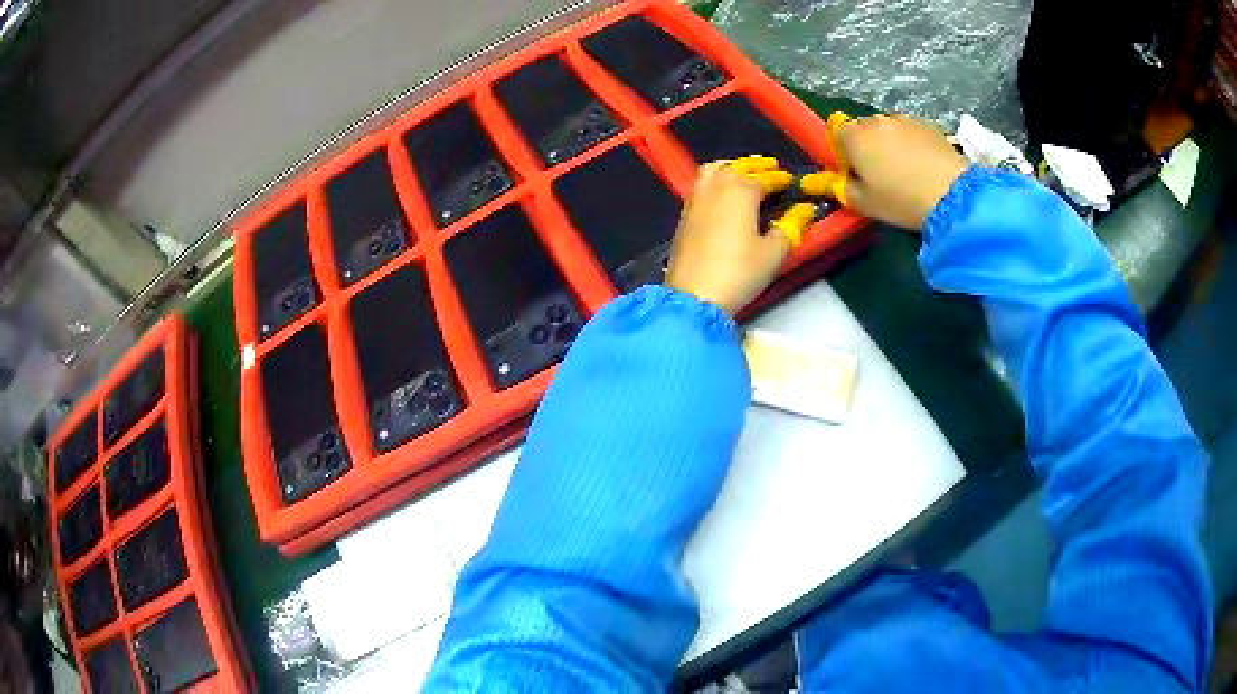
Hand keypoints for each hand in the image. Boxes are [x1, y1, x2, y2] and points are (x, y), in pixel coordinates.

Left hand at [665, 160, 791, 315]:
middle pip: (738, 166)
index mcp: (741, 189)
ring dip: (733, 168)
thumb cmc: (739, 272)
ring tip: (746, 177)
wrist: (694, 295)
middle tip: (772, 171)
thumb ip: (792, 226)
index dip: (781, 179)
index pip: (766, 177)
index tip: (792, 182)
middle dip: (756, 166)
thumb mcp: (774, 252)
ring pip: (715, 170)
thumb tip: (805, 210)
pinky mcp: (684, 213)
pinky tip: (725, 195)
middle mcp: (716, 185)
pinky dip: (717, 180)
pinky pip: (702, 184)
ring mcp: (696, 197)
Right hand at [837, 115, 968, 230]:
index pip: (838, 137)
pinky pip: (913, 133)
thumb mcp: (865, 205)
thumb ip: (847, 189)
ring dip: (893, 145)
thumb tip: (847, 180)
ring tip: (909, 171)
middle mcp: (876, 120)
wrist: (952, 193)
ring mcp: (904, 119)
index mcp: (854, 136)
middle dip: (870, 148)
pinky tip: (926, 167)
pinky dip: (915, 145)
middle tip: (883, 175)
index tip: (858, 176)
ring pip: (890, 131)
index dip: (846, 156)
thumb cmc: (901, 200)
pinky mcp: (929, 125)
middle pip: (865, 131)